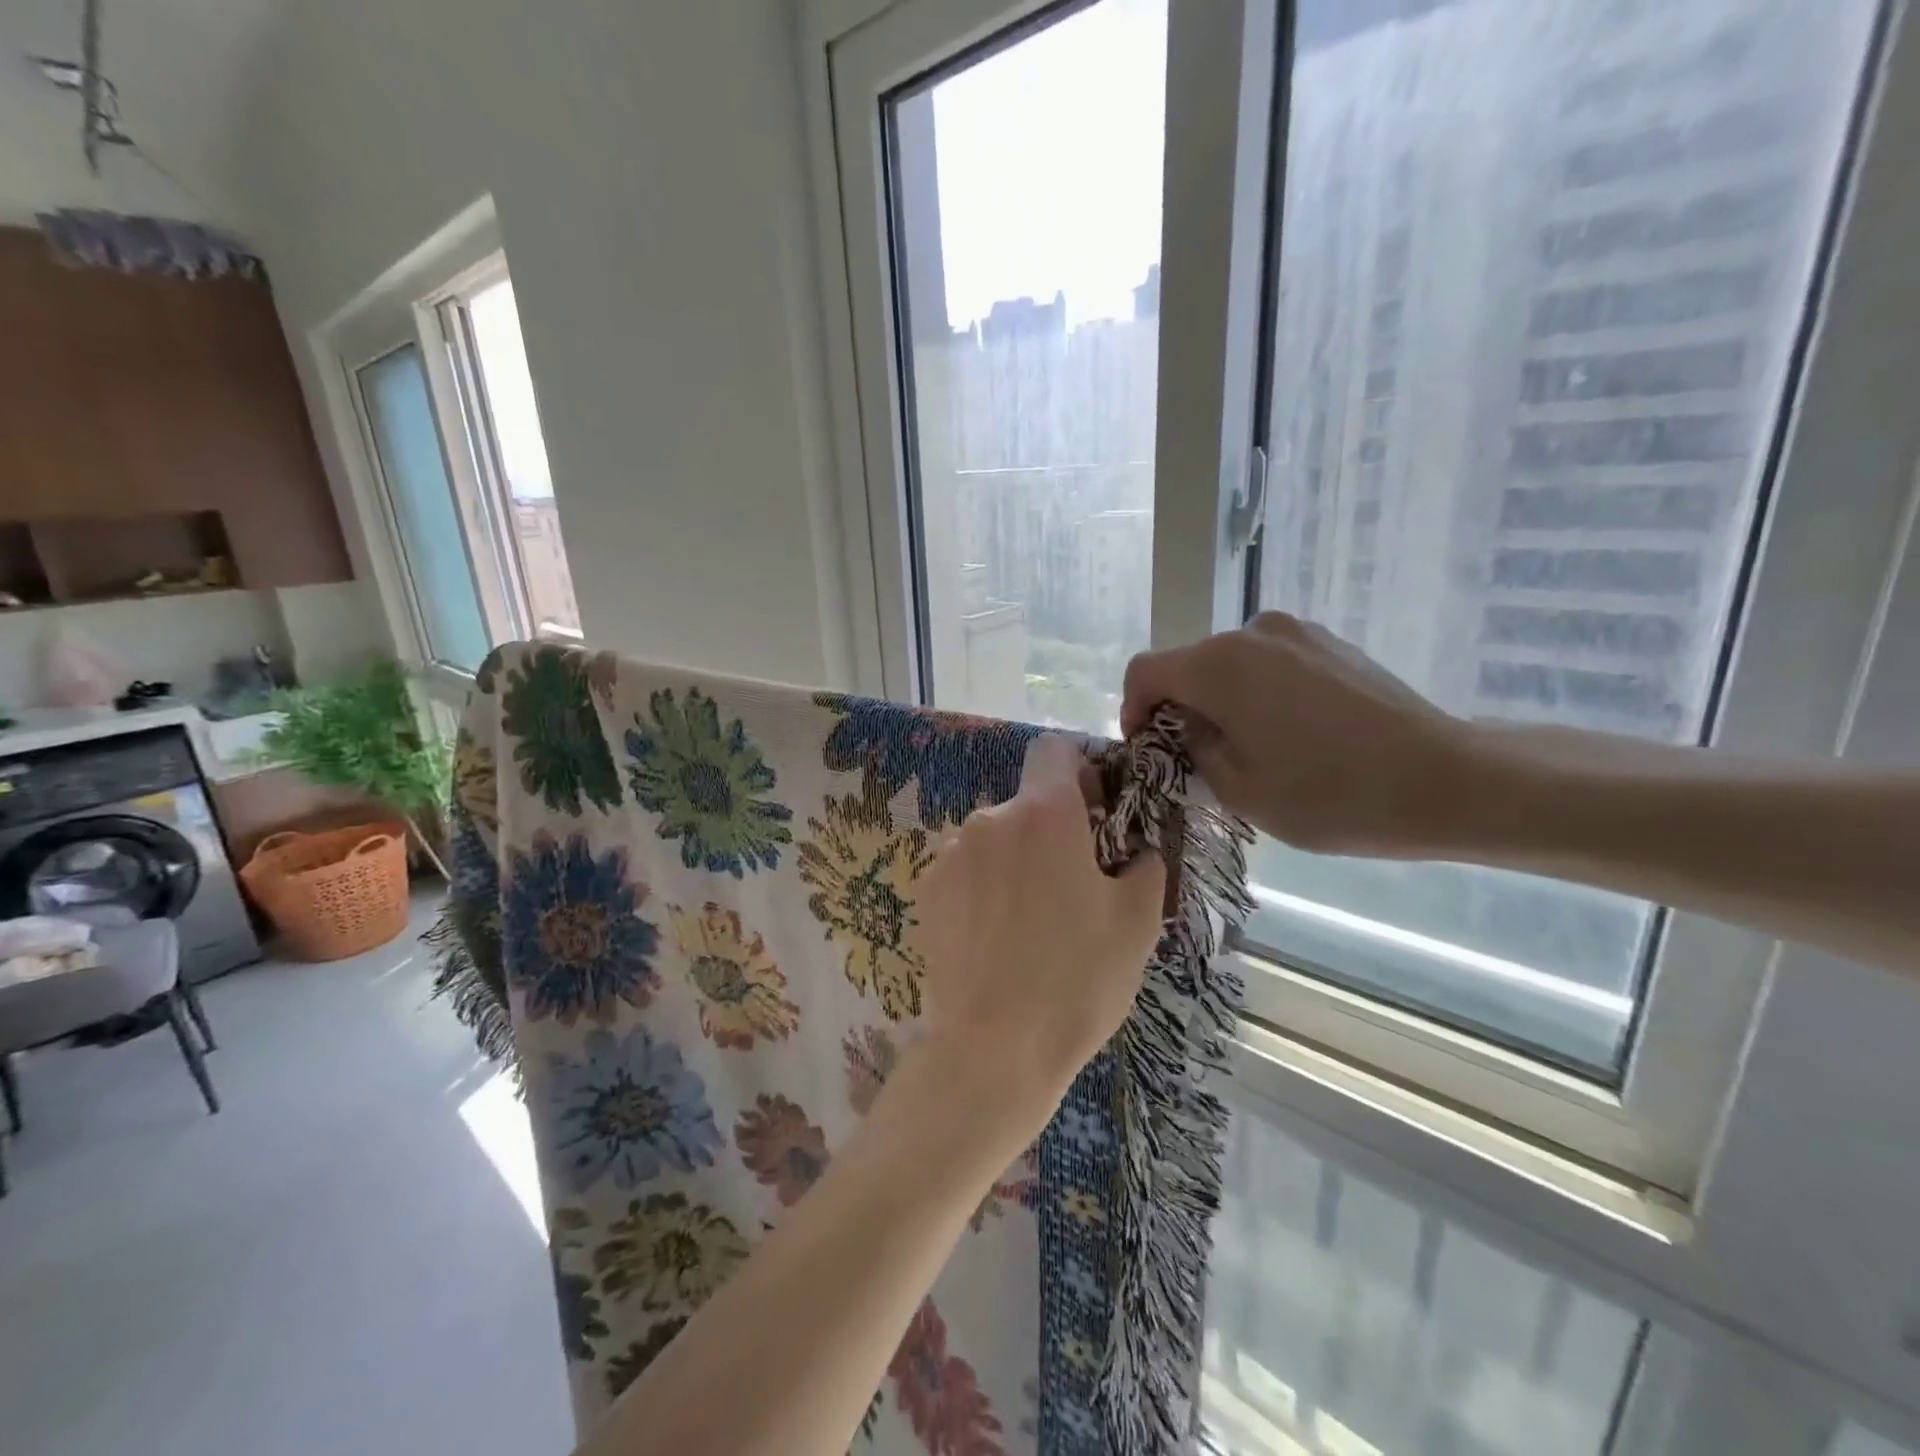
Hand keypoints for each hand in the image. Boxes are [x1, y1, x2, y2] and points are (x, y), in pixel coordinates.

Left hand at [915, 734, 1167, 1128]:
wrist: (993, 1048)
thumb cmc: (1077, 979)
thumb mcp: (1138, 921)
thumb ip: (1144, 863)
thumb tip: (1137, 847)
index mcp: (1044, 813)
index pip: (1054, 750)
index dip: (1079, 771)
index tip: (1095, 813)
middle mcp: (989, 818)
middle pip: (1026, 802)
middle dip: (1052, 830)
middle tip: (1073, 887)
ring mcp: (951, 854)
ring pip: (995, 839)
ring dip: (1015, 861)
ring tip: (1031, 922)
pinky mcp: (926, 889)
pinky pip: (966, 870)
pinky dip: (984, 887)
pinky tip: (995, 938)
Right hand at [1121, 611, 1470, 856]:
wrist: (1446, 780)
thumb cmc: (1330, 794)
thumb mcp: (1238, 789)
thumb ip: (1193, 748)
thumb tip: (1189, 725)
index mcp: (1219, 665)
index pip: (1145, 671)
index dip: (1132, 709)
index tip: (1147, 747)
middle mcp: (1253, 633)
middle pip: (1189, 664)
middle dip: (1180, 707)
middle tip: (1199, 757)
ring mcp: (1298, 633)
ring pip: (1232, 664)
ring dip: (1223, 699)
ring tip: (1252, 747)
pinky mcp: (1332, 644)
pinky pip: (1272, 663)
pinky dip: (1261, 692)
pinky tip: (1293, 733)